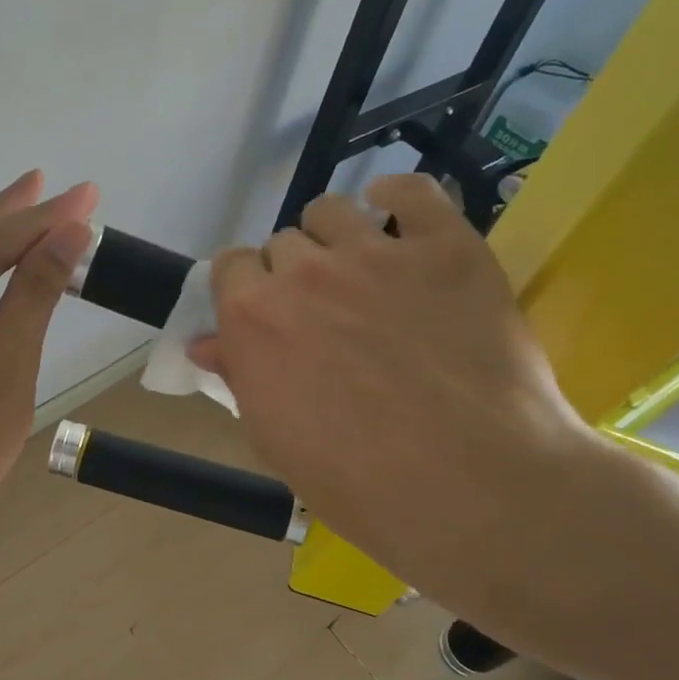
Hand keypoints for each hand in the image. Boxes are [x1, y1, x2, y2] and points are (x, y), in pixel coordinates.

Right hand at [191, 175, 600, 586]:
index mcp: (252, 315)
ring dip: (335, 237)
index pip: (230, 267)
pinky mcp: (446, 247)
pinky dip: (397, 197)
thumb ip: (239, 374)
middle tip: (326, 313)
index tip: (269, 316)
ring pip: (332, 210)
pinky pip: (412, 190)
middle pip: (282, 243)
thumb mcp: (275, 437)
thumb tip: (205, 343)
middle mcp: (302, 271)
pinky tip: (396, 216)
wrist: (473, 489)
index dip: (247, 289)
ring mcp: (375, 253)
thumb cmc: (357, 481)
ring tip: (363, 271)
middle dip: (295, 273)